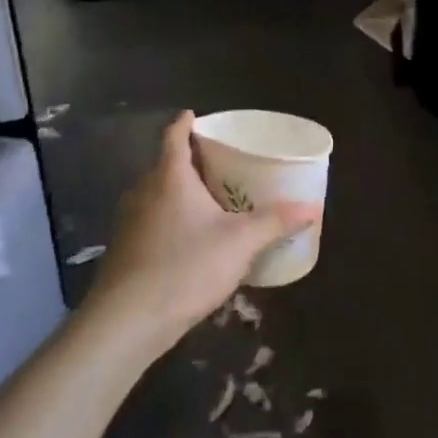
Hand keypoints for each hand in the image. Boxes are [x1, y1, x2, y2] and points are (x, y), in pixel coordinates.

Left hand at [79, 112, 319, 361]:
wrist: (127, 322)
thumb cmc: (186, 267)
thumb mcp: (241, 242)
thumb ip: (276, 222)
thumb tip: (312, 207)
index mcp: (170, 178)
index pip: (173, 137)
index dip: (185, 124)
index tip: (196, 115)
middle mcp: (144, 193)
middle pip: (165, 165)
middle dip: (189, 159)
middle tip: (220, 161)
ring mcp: (130, 223)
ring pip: (157, 194)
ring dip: (179, 191)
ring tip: (210, 197)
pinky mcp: (126, 251)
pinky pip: (152, 221)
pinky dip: (171, 219)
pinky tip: (192, 238)